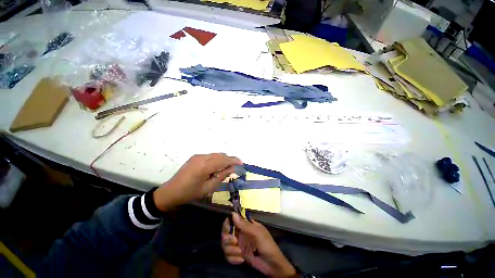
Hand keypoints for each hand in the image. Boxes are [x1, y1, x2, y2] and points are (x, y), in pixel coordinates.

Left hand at [154, 153, 241, 211]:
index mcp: (204, 167)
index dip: (233, 160)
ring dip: (223, 159)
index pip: (223, 160)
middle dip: (229, 159)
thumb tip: (232, 168)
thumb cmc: (190, 193)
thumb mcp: (208, 187)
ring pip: (216, 154)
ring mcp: (197, 156)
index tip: (241, 162)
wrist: (170, 191)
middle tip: (235, 167)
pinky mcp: (195, 157)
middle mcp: (201, 158)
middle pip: (220, 155)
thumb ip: (221, 176)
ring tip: (227, 168)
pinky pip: (210, 156)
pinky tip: (217, 166)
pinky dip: (216, 159)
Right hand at [222, 213, 296, 277]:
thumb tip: (233, 214)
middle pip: (226, 232)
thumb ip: (245, 225)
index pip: (233, 220)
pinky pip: (228, 256)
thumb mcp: (257, 233)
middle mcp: (240, 233)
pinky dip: (233, 259)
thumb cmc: (267, 245)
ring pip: (225, 245)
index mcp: (246, 225)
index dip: (228, 223)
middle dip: (227, 238)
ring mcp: (238, 245)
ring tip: (240, 254)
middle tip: (234, 242)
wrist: (272, 265)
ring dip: (231, 250)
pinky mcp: (238, 256)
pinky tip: (241, 260)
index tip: (228, 228)